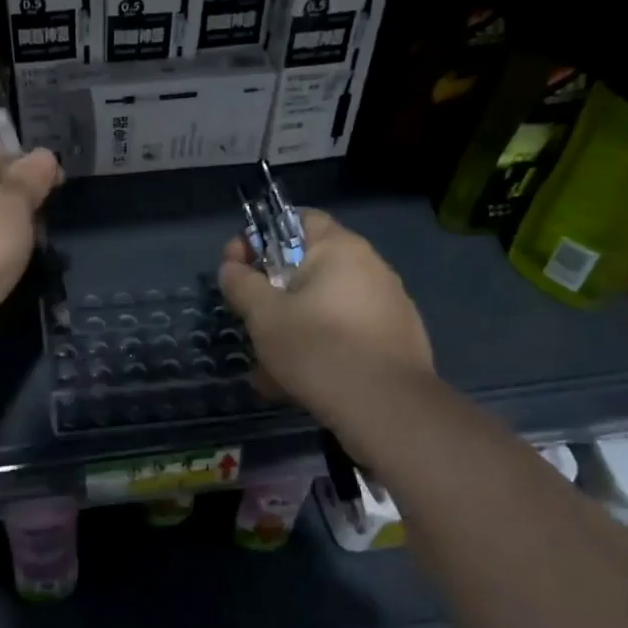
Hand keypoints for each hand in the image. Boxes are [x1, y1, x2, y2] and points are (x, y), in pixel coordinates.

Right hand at [219, 209, 432, 430]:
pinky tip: (299, 382)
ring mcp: (388, 305)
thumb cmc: (318, 348)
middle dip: (273, 292)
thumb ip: (242, 285)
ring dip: (292, 327)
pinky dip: (320, 349)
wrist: (387, 409)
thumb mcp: (264, 316)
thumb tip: (232, 267)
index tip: (237, 267)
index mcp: (340, 249)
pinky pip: (345, 335)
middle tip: (250, 321)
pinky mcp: (395, 341)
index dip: (261, 237)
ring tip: (268, 366)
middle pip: (309, 268)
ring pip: (323, 308)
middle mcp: (370, 268)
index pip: (298, 219)